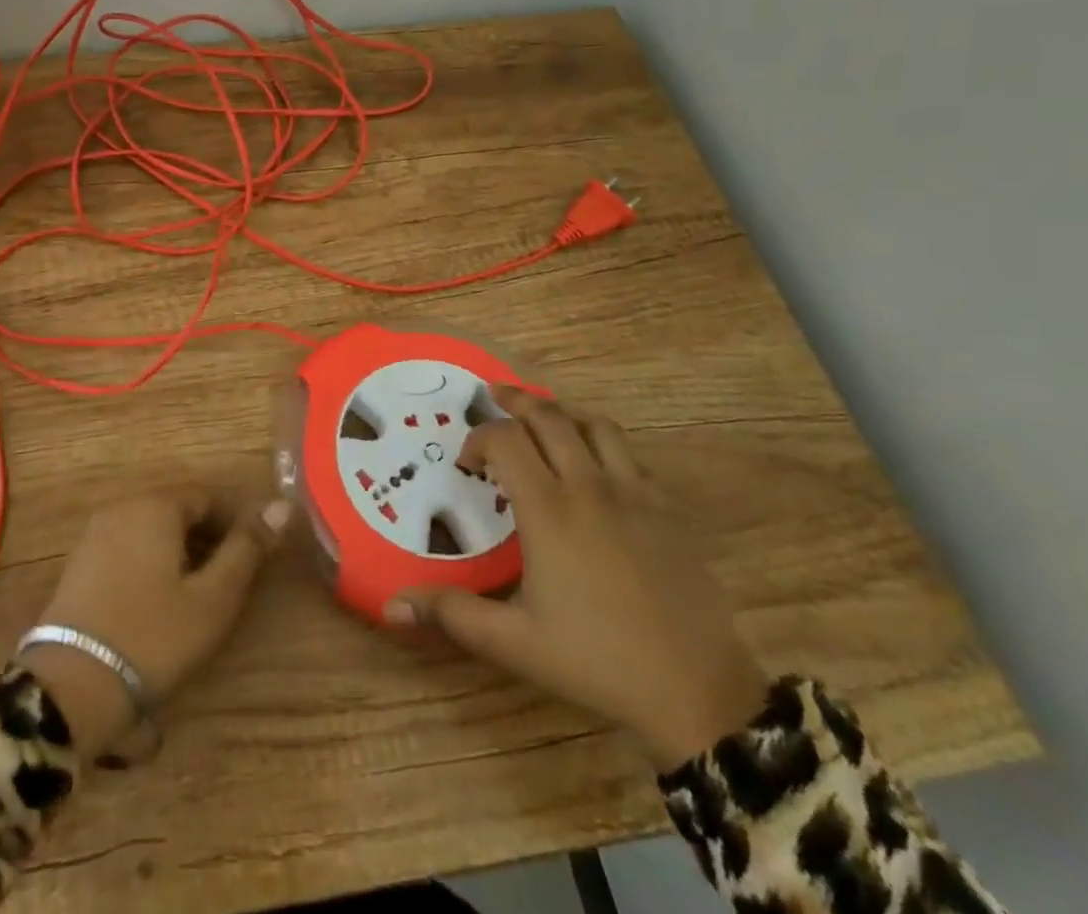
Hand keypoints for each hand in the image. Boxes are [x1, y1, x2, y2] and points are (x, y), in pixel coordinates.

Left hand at [18, 490, 290, 754]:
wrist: (71, 687)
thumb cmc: (153, 637)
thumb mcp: (213, 597)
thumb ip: (247, 548)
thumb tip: (282, 505)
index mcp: (156, 505)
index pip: (207, 496)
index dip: (235, 523)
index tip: (251, 559)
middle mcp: (122, 507)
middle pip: (177, 510)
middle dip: (206, 537)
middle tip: (227, 582)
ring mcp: (95, 534)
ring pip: (151, 529)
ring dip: (178, 552)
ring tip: (196, 595)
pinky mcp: (79, 563)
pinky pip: (127, 547)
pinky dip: (149, 563)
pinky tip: (157, 602)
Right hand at [388, 386, 767, 767]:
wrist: (698, 690)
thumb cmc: (596, 661)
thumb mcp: (513, 642)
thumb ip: (451, 614)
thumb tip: (390, 605)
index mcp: (549, 509)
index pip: (505, 440)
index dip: (479, 439)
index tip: (468, 463)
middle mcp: (589, 486)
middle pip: (549, 417)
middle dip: (516, 401)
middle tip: (494, 397)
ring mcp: (635, 493)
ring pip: (595, 425)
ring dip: (562, 412)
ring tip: (543, 416)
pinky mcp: (667, 508)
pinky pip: (631, 454)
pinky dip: (604, 442)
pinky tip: (596, 464)